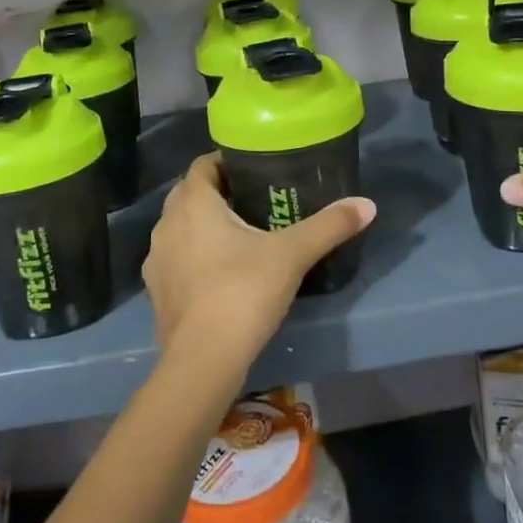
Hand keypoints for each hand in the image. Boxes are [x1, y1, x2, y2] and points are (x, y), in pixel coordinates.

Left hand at [144, 153, 375, 375]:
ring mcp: (156, 259)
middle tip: (254, 199)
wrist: (202, 361)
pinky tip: (218, 274)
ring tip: (238, 236)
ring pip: (180, 227)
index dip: (226, 161)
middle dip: (217, 192)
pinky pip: (175, 259)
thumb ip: (329, 226)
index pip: (203, 164)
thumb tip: (367, 204)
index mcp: (193, 203)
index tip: (254, 168)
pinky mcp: (156, 291)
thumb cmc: (243, 292)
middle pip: (190, 194)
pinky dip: (193, 257)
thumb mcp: (292, 255)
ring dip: (202, 226)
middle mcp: (167, 223)